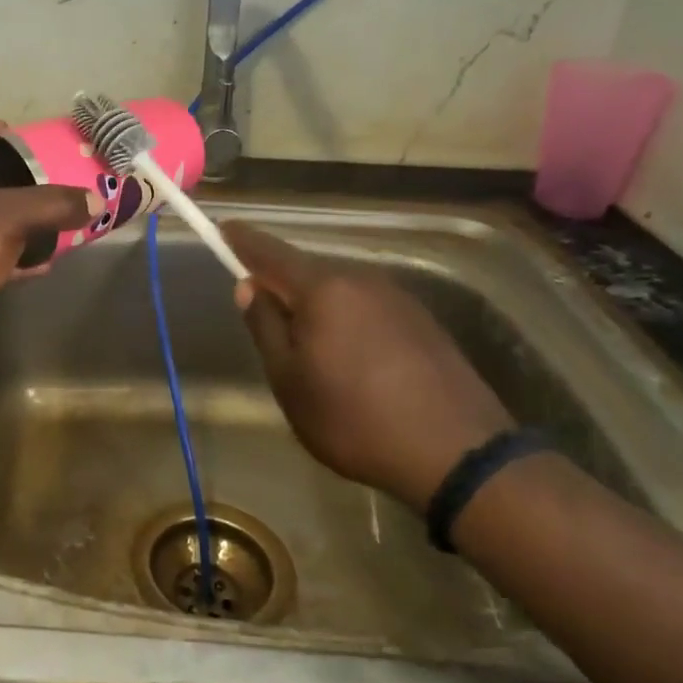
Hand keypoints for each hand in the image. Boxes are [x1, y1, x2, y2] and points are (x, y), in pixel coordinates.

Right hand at [225, 222, 513, 510]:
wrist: (458, 453)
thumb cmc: (355, 419)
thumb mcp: (290, 382)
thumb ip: (265, 327)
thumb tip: (249, 286)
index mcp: (323, 289)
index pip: (271, 253)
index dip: (243, 241)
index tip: (224, 228)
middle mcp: (361, 280)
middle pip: (308, 272)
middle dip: (282, 285)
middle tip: (264, 316)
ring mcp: (398, 299)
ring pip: (340, 292)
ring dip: (317, 308)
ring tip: (309, 349)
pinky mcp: (423, 322)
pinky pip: (368, 309)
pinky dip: (348, 322)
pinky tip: (352, 360)